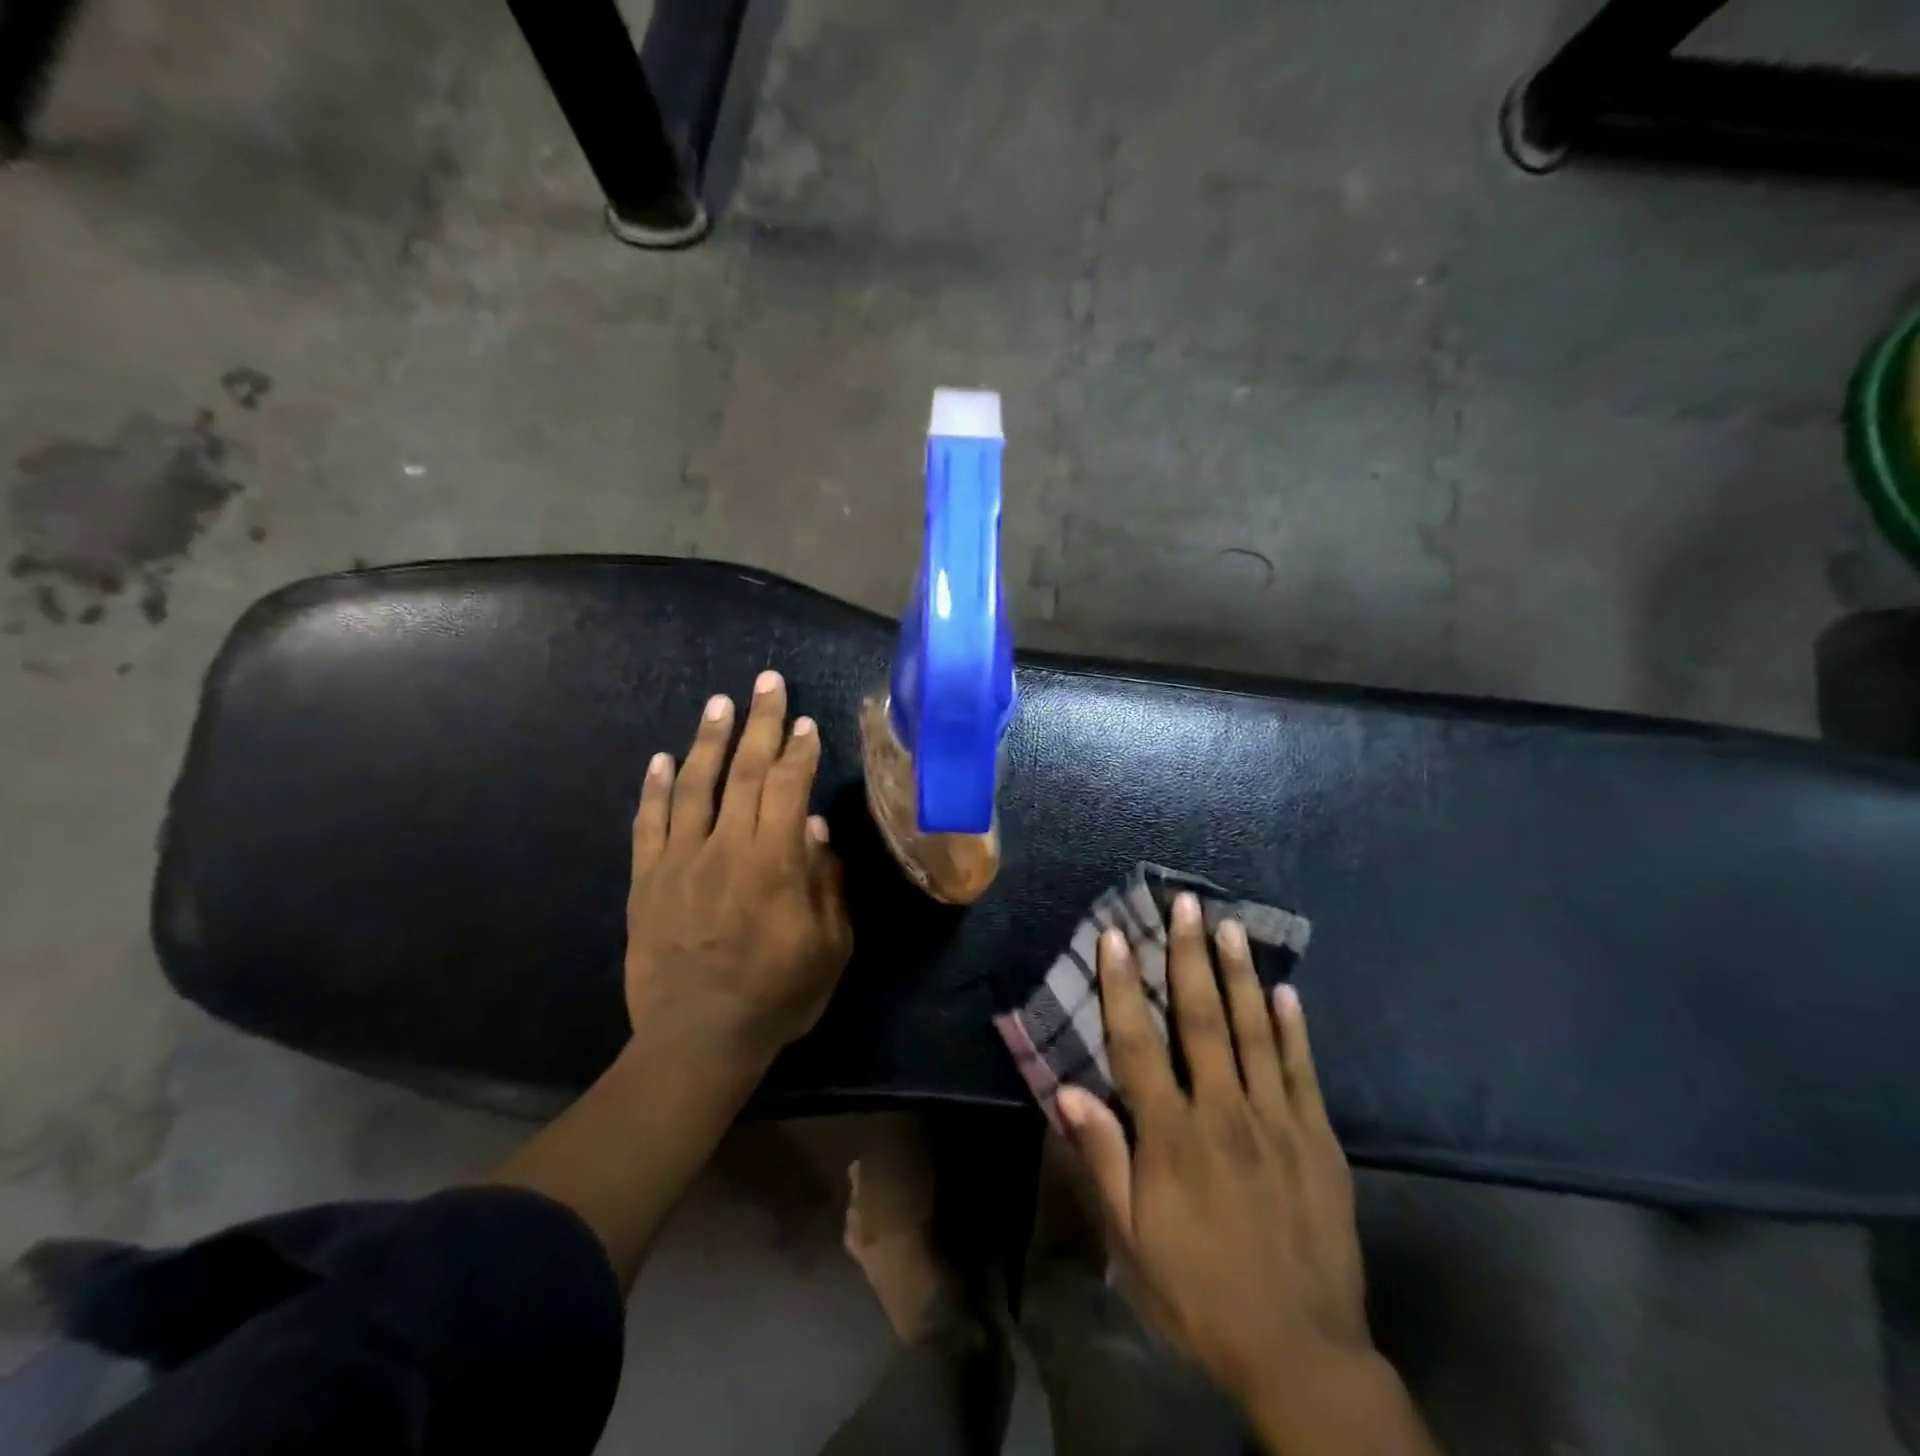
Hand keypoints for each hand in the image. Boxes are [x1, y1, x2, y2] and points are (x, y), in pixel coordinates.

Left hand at [625, 670, 852, 1057]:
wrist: (696, 1040)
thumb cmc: (776, 996)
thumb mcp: (829, 947)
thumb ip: (827, 884)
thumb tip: (817, 831)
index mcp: (774, 861)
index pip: (789, 788)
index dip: (799, 751)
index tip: (806, 722)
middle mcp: (726, 847)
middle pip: (745, 772)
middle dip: (760, 723)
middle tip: (767, 683)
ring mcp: (680, 861)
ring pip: (694, 785)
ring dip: (708, 740)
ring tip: (718, 703)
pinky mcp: (646, 881)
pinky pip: (648, 824)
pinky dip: (653, 788)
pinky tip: (659, 758)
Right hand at [1057, 893, 1369, 1410]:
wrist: (1302, 1352)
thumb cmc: (1200, 1292)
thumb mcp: (1132, 1240)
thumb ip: (1102, 1158)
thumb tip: (1068, 1089)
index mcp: (1173, 1136)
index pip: (1138, 1042)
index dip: (1123, 985)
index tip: (1116, 936)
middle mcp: (1224, 1112)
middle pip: (1202, 1019)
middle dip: (1189, 956)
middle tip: (1185, 904)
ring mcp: (1277, 1121)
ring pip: (1254, 1031)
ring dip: (1239, 974)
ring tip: (1229, 925)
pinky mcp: (1318, 1139)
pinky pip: (1302, 1071)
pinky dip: (1292, 1028)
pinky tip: (1285, 991)